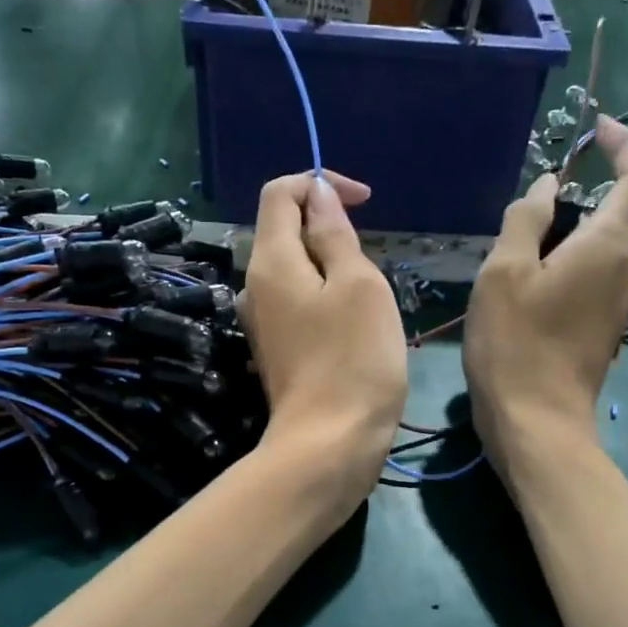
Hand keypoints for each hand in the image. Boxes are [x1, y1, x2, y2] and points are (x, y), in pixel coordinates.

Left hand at [240, 171, 407, 510]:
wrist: (330, 444)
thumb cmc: (353, 359)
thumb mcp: (357, 284)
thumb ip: (334, 234)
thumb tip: (317, 195)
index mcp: (270, 261)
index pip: (280, 192)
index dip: (320, 183)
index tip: (365, 201)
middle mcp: (255, 287)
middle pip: (286, 230)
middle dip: (331, 228)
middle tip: (372, 264)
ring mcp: (263, 322)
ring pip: (298, 270)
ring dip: (334, 267)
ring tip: (369, 300)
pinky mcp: (278, 350)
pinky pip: (301, 303)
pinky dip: (328, 298)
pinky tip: (355, 328)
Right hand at [464, 116, 627, 477]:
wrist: (535, 423)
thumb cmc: (515, 342)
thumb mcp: (504, 271)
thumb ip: (526, 219)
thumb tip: (545, 188)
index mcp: (611, 244)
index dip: (624, 144)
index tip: (596, 127)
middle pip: (611, 215)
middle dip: (572, 204)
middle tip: (518, 224)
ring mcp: (622, 304)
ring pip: (598, 252)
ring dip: (563, 242)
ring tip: (514, 264)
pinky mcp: (607, 330)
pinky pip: (592, 282)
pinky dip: (566, 271)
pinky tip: (526, 296)